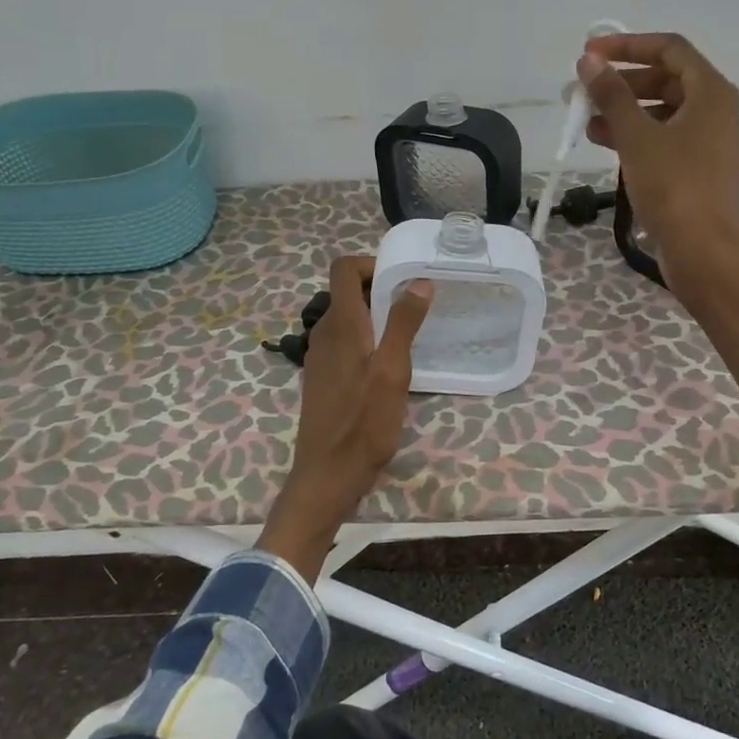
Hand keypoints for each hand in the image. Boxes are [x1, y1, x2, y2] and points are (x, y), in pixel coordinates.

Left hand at [257, 257, 432, 579]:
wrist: (328, 474)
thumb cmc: (364, 422)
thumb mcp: (393, 371)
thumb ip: (404, 323)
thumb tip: (418, 281)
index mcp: (341, 324)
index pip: (343, 269)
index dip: (370, 263)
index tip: (402, 278)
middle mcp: (324, 334)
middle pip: (346, 293)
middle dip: (379, 291)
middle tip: (415, 307)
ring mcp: (320, 358)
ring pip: (346, 320)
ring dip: (374, 317)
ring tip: (407, 336)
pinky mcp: (322, 379)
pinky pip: (344, 344)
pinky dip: (366, 341)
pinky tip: (388, 368)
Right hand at [578, 33, 738, 271]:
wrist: (703, 250)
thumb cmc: (673, 187)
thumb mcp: (637, 137)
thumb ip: (612, 95)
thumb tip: (589, 62)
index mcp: (711, 92)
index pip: (669, 49)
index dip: (627, 45)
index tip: (590, 54)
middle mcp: (716, 110)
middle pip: (666, 80)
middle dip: (622, 83)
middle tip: (584, 91)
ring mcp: (709, 142)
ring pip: (663, 112)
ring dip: (625, 112)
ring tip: (586, 121)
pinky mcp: (699, 170)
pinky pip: (665, 139)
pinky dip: (637, 137)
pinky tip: (605, 144)